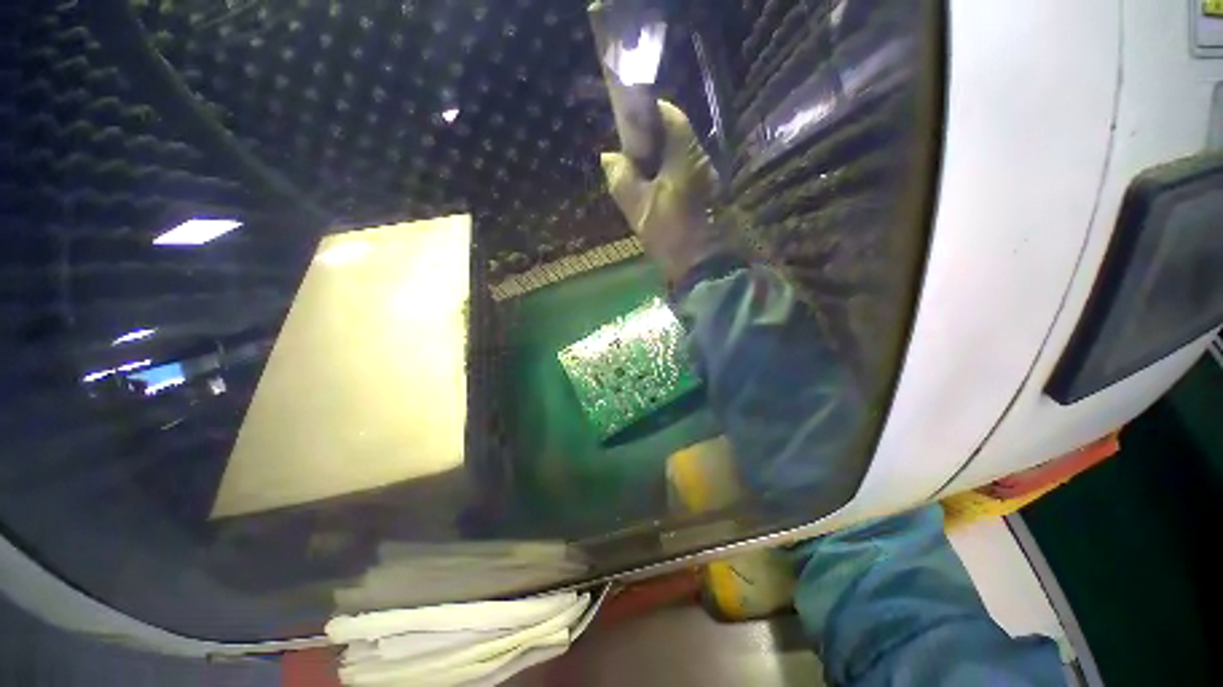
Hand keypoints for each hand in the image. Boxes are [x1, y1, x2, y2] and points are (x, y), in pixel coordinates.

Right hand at [600, 100, 735, 284]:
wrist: (700, 265)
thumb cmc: (669, 232)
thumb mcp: (638, 206)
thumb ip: (621, 178)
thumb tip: (609, 157)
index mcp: (686, 154)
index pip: (670, 115)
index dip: (648, 112)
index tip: (628, 121)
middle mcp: (701, 158)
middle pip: (676, 134)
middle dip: (652, 138)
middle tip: (629, 151)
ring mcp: (707, 176)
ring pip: (680, 155)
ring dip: (660, 157)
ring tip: (638, 171)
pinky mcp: (707, 193)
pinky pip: (685, 172)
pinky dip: (669, 173)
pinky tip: (654, 188)